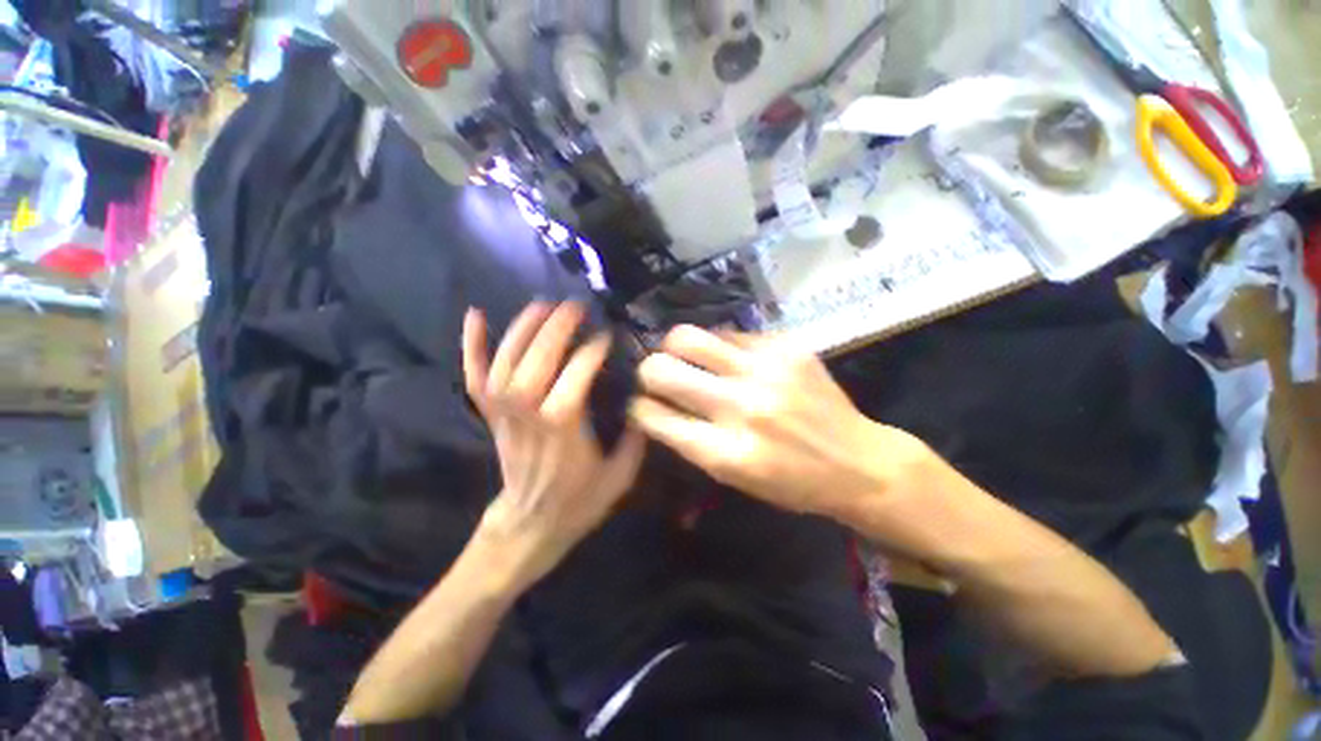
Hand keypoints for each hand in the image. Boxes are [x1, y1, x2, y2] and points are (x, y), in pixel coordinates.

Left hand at [463, 302, 646, 589]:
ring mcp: (504, 413)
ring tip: (542, 304)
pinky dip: (471, 345)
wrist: (530, 526)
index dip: (590, 353)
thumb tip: (644, 400)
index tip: (605, 335)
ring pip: (504, 364)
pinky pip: (474, 376)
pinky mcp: (490, 414)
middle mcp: (529, 416)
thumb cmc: (578, 502)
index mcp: (564, 431)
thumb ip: (636, 438)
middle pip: (534, 364)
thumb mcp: (620, 476)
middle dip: (554, 330)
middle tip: (574, 306)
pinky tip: (476, 314)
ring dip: (522, 329)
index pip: (575, 379)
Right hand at [630, 326, 929, 518]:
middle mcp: (741, 407)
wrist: (860, 463)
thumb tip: (655, 404)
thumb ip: (691, 440)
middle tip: (658, 376)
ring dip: (676, 348)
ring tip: (686, 357)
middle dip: (648, 372)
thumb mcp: (735, 478)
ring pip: (688, 337)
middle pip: (661, 368)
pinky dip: (720, 347)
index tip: (640, 403)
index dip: (638, 407)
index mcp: (725, 453)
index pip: (654, 416)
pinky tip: (730, 359)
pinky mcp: (785, 347)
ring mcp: (765, 370)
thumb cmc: (793, 483)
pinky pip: (729, 333)